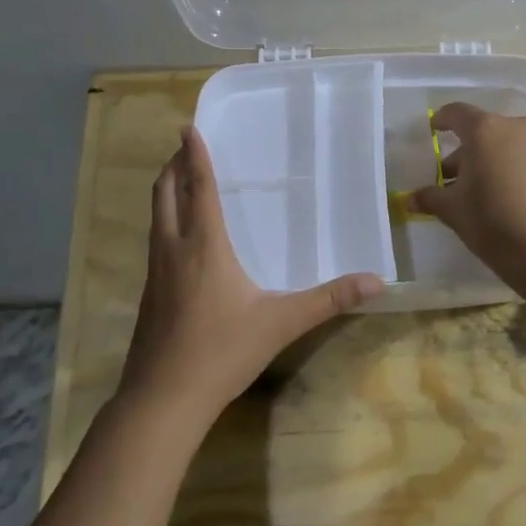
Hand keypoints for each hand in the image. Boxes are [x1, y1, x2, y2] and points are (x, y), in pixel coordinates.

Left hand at [116, 127, 384, 423]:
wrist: (163, 398)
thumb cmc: (222, 352)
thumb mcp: (282, 323)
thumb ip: (329, 300)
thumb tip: (377, 281)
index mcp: (204, 246)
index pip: (198, 188)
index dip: (194, 155)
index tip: (188, 127)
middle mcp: (174, 249)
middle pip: (165, 194)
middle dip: (173, 166)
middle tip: (185, 147)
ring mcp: (155, 272)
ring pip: (155, 217)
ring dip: (165, 192)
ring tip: (180, 182)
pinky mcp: (149, 294)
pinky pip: (155, 241)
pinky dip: (164, 221)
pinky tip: (180, 239)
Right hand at [408, 103, 525, 270]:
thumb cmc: (490, 218)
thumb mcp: (452, 209)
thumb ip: (430, 197)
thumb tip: (410, 199)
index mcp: (484, 129)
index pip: (456, 113)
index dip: (441, 120)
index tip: (432, 130)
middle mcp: (512, 128)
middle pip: (480, 131)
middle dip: (462, 151)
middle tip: (446, 177)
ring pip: (501, 146)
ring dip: (483, 162)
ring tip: (468, 192)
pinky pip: (518, 159)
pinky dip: (502, 170)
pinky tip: (493, 197)